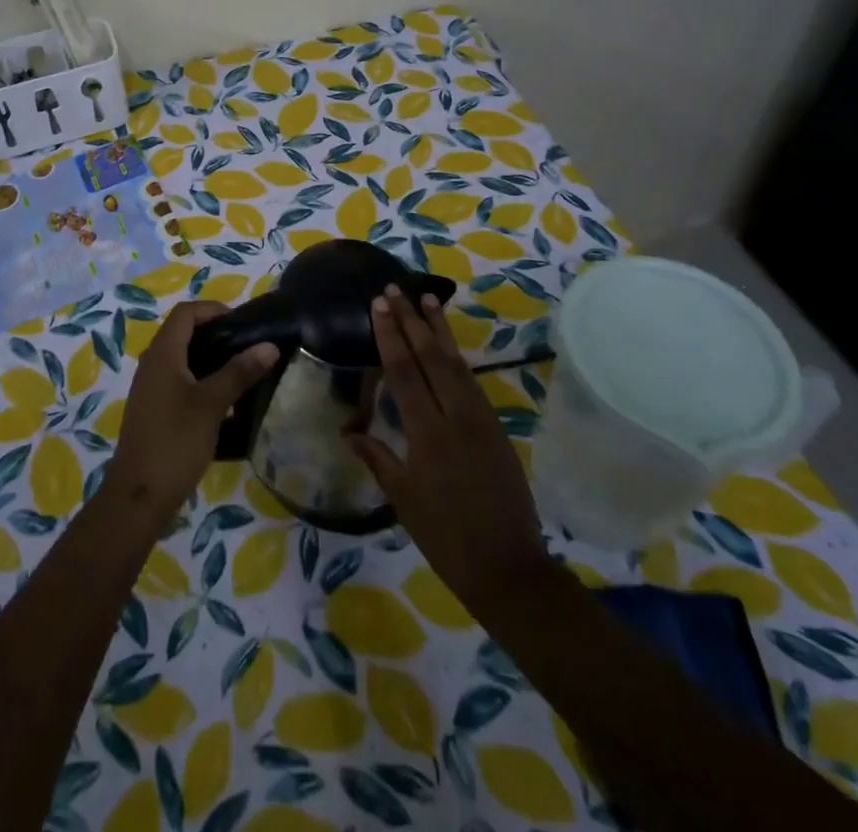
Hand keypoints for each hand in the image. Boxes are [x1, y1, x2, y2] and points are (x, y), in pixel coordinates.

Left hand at [108, 301, 278, 521]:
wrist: (139, 496)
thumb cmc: (175, 442)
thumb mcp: (212, 404)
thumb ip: (239, 372)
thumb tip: (269, 346)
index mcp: (162, 353)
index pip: (186, 312)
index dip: (214, 310)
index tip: (243, 324)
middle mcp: (152, 363)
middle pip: (183, 333)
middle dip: (216, 334)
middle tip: (248, 347)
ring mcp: (151, 388)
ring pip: (182, 358)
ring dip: (210, 359)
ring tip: (242, 372)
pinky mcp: (154, 409)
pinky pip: (179, 381)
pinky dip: (201, 380)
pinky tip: (224, 402)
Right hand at [349, 286, 550, 614]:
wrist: (508, 567)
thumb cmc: (446, 537)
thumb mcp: (403, 500)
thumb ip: (378, 458)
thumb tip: (349, 432)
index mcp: (428, 434)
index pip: (404, 372)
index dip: (390, 336)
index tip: (379, 306)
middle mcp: (456, 417)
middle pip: (431, 357)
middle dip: (411, 320)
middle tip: (394, 290)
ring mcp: (480, 419)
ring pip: (456, 363)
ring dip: (439, 329)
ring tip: (427, 299)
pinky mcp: (495, 427)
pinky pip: (471, 381)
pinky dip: (456, 356)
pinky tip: (448, 345)